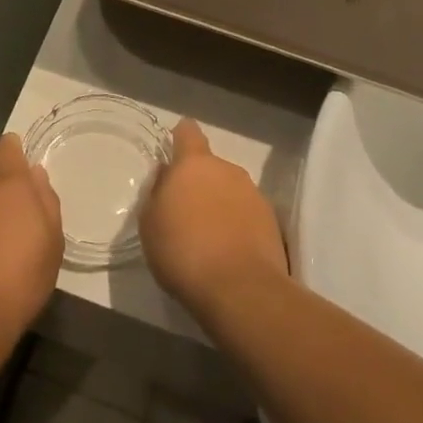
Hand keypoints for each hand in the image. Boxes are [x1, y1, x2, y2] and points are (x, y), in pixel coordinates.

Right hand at [141, 120, 287, 309]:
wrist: (239, 289)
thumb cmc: (182, 251)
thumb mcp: (150, 223)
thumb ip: (157, 192)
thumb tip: (166, 175)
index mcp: (194, 165)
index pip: (188, 133)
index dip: (180, 137)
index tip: (174, 147)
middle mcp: (228, 171)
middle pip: (210, 167)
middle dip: (199, 182)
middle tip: (184, 210)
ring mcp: (254, 195)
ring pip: (230, 190)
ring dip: (219, 204)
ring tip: (207, 236)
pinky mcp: (272, 222)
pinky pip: (247, 214)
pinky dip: (237, 224)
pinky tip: (227, 250)